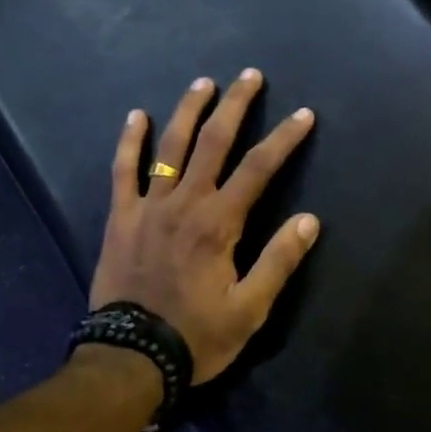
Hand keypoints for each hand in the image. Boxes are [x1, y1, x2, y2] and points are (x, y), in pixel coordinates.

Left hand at [89, 70, 320, 383]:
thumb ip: (279, 261)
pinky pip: (123, 171)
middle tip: (250, 75)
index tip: (303, 115)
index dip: (284, 139)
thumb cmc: (197, 336)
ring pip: (170, 148)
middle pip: (213, 143)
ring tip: (203, 82)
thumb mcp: (250, 308)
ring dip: (188, 111)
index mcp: (219, 224)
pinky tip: (136, 116)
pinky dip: (130, 142)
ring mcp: (148, 207)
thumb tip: (310, 220)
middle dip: (235, 106)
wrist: (131, 356)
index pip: (259, 169)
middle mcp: (185, 203)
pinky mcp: (120, 218)